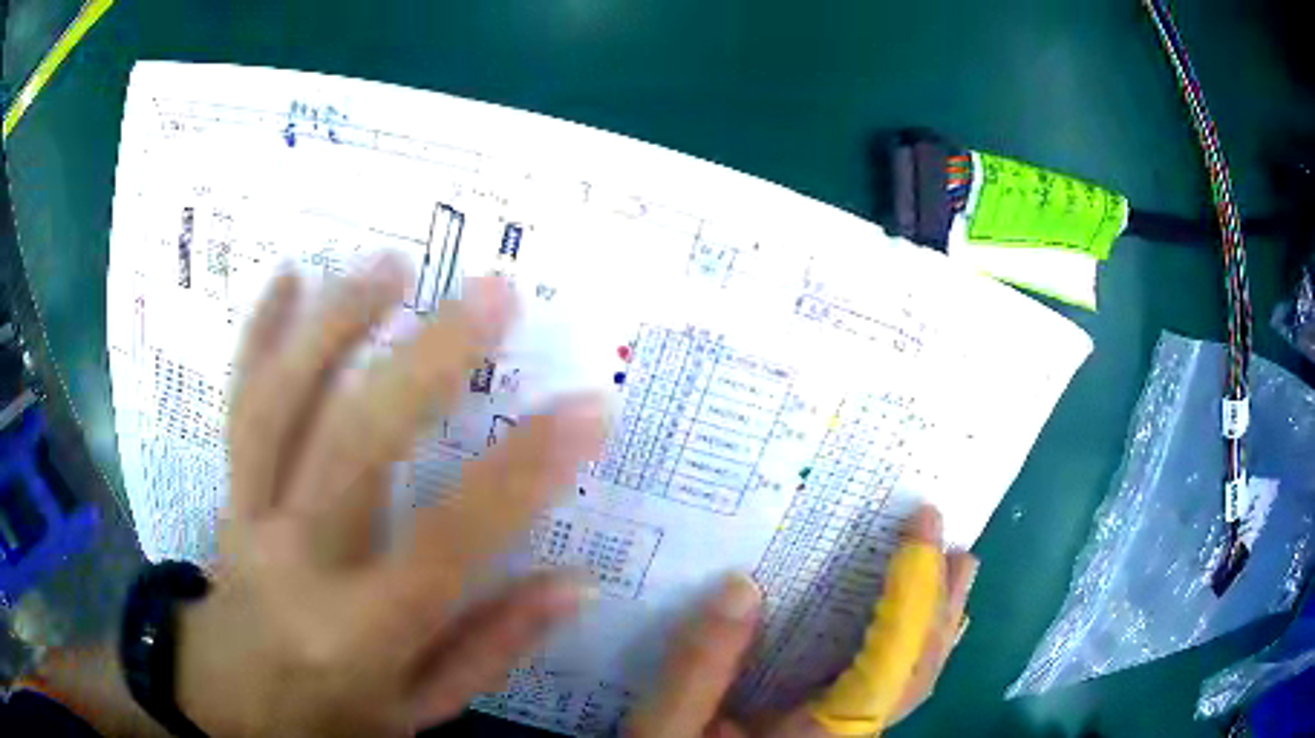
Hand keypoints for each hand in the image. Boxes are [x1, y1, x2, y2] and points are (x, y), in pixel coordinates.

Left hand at [174, 258, 606, 736]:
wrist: (227, 704)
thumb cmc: (332, 714)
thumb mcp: (419, 709)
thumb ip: (492, 646)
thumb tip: (576, 581)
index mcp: (359, 634)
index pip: (447, 545)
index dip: (520, 475)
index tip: (587, 408)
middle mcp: (297, 565)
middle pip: (353, 448)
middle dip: (426, 362)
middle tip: (492, 294)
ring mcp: (247, 517)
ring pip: (281, 405)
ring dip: (335, 323)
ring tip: (391, 264)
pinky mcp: (224, 491)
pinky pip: (238, 406)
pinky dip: (258, 335)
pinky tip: (289, 277)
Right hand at [628, 506, 976, 737]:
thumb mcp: (671, 727)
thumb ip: (699, 668)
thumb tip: (742, 586)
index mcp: (822, 737)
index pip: (891, 661)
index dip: (915, 591)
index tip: (923, 528)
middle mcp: (849, 736)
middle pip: (919, 670)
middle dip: (942, 604)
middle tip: (954, 544)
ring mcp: (847, 734)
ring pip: (911, 679)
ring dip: (935, 622)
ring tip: (950, 571)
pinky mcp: (833, 728)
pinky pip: (890, 683)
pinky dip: (911, 644)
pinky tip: (910, 625)